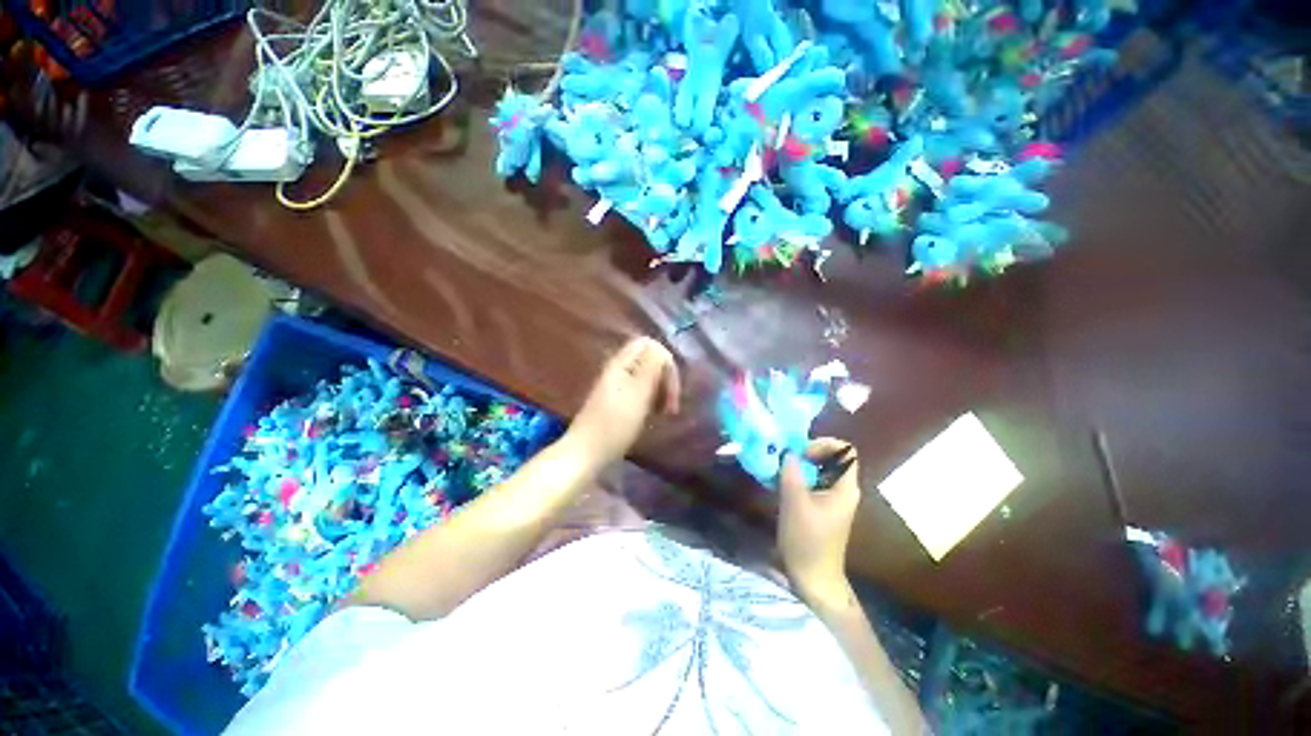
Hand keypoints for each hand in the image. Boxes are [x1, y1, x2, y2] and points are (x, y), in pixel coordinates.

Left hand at [565, 337, 680, 467]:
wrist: (587, 453)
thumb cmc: (615, 423)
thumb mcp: (638, 392)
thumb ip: (651, 366)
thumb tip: (662, 349)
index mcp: (621, 363)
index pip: (649, 344)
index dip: (665, 361)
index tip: (671, 388)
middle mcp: (619, 370)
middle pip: (650, 360)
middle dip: (665, 378)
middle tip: (671, 404)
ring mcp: (617, 386)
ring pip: (647, 377)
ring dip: (661, 391)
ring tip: (665, 412)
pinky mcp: (618, 402)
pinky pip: (641, 391)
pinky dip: (652, 400)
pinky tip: (654, 415)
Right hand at [778, 438, 861, 605]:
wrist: (812, 579)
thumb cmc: (807, 541)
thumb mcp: (795, 503)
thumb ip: (791, 472)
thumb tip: (788, 451)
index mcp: (845, 488)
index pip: (845, 450)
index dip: (824, 444)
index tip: (801, 453)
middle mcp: (842, 490)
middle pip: (830, 458)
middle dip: (806, 453)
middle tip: (784, 458)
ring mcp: (832, 499)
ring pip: (818, 470)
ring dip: (798, 466)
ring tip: (778, 470)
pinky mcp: (820, 507)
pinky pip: (811, 482)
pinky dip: (796, 478)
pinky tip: (779, 483)